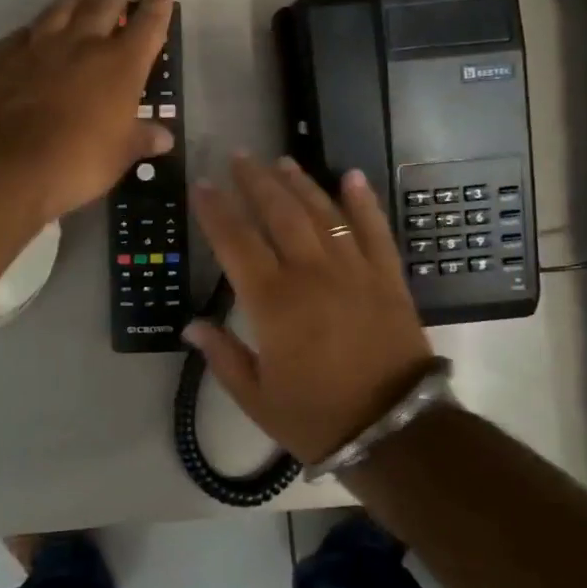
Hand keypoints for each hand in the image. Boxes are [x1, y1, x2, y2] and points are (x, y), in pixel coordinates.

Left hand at [0, 0, 174, 221]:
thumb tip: (164, 138)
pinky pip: (21, 35)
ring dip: (75, 0)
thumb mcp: (121, 155)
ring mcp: (41, 46)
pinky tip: (31, 36)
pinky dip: (31, 32)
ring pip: (61, 9)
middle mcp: (83, 44)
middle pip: (103, 6)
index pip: (148, 26)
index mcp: (121, 64)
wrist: (10, 162)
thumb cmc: (80, 159)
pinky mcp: (5, 58)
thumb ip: (142, 139)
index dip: (159, 5)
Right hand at [186, 155, 434, 463]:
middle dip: (255, 182)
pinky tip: (352, 176)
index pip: (236, 242)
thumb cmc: (318, 417)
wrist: (395, 430)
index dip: (216, 210)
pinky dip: (362, 201)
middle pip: (279, 213)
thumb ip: (222, 357)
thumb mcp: (257, 398)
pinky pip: (374, 229)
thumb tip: (191, 326)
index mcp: (273, 301)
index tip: (203, 185)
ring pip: (322, 213)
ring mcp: (353, 270)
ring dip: (300, 183)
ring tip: (281, 161)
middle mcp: (311, 273)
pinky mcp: (386, 276)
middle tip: (240, 156)